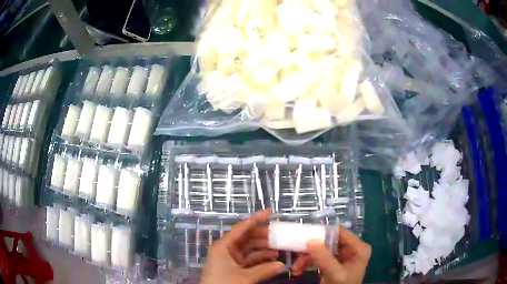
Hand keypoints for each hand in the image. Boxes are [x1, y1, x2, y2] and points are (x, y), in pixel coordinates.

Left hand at [201, 210, 285, 283]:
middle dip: (263, 236)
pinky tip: (272, 259)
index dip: (256, 219)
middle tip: (279, 234)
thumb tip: (283, 265)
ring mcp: (230, 259)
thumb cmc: (224, 283)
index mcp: (223, 246)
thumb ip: (265, 270)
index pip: (242, 228)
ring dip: (263, 248)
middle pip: (247, 238)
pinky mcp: (233, 268)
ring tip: (279, 248)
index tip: (270, 212)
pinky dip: (260, 259)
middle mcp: (226, 249)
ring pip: (249, 249)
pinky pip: (249, 259)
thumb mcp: (244, 277)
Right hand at [292, 226, 370, 283]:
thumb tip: (310, 240)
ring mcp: (342, 255)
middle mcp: (351, 248)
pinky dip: (308, 263)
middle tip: (297, 254)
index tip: (305, 237)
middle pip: (328, 241)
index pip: (340, 232)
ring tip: (296, 268)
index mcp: (358, 247)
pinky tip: (299, 270)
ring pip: (321, 249)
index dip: (323, 232)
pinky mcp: (333, 262)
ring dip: (307, 258)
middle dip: (311, 249)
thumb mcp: (335, 274)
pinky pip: (319, 257)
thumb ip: (324, 258)